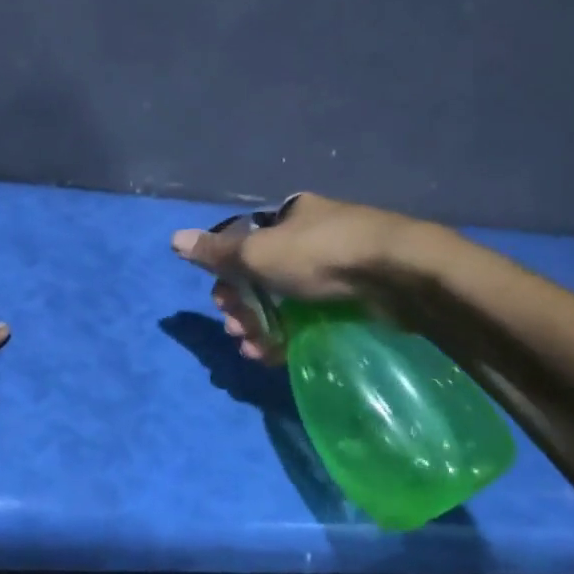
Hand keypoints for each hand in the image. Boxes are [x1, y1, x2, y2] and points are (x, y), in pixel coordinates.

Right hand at [170, 192, 421, 363]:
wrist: (399, 274)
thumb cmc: (320, 255)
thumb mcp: (258, 252)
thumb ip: (217, 252)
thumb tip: (174, 240)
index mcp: (289, 217)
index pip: (245, 245)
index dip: (226, 276)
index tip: (221, 303)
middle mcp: (310, 238)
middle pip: (262, 277)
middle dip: (243, 308)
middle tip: (238, 332)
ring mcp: (336, 269)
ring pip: (285, 302)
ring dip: (262, 327)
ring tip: (255, 351)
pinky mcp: (355, 299)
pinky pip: (311, 318)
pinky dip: (289, 337)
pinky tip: (277, 356)